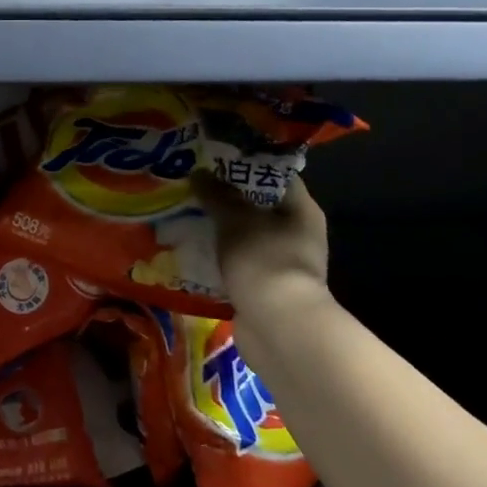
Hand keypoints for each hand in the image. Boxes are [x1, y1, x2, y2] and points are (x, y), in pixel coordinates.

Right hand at [192, 169, 331, 303]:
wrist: (277, 327)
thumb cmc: (263, 260)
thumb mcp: (235, 220)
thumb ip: (217, 195)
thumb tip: (199, 173)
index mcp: (301, 210)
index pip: (274, 176)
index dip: (245, 165)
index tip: (213, 159)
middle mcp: (297, 233)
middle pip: (257, 207)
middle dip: (225, 199)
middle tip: (192, 187)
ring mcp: (281, 263)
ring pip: (244, 237)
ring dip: (219, 230)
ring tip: (185, 216)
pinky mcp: (264, 288)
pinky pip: (237, 264)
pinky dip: (217, 258)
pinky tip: (190, 250)